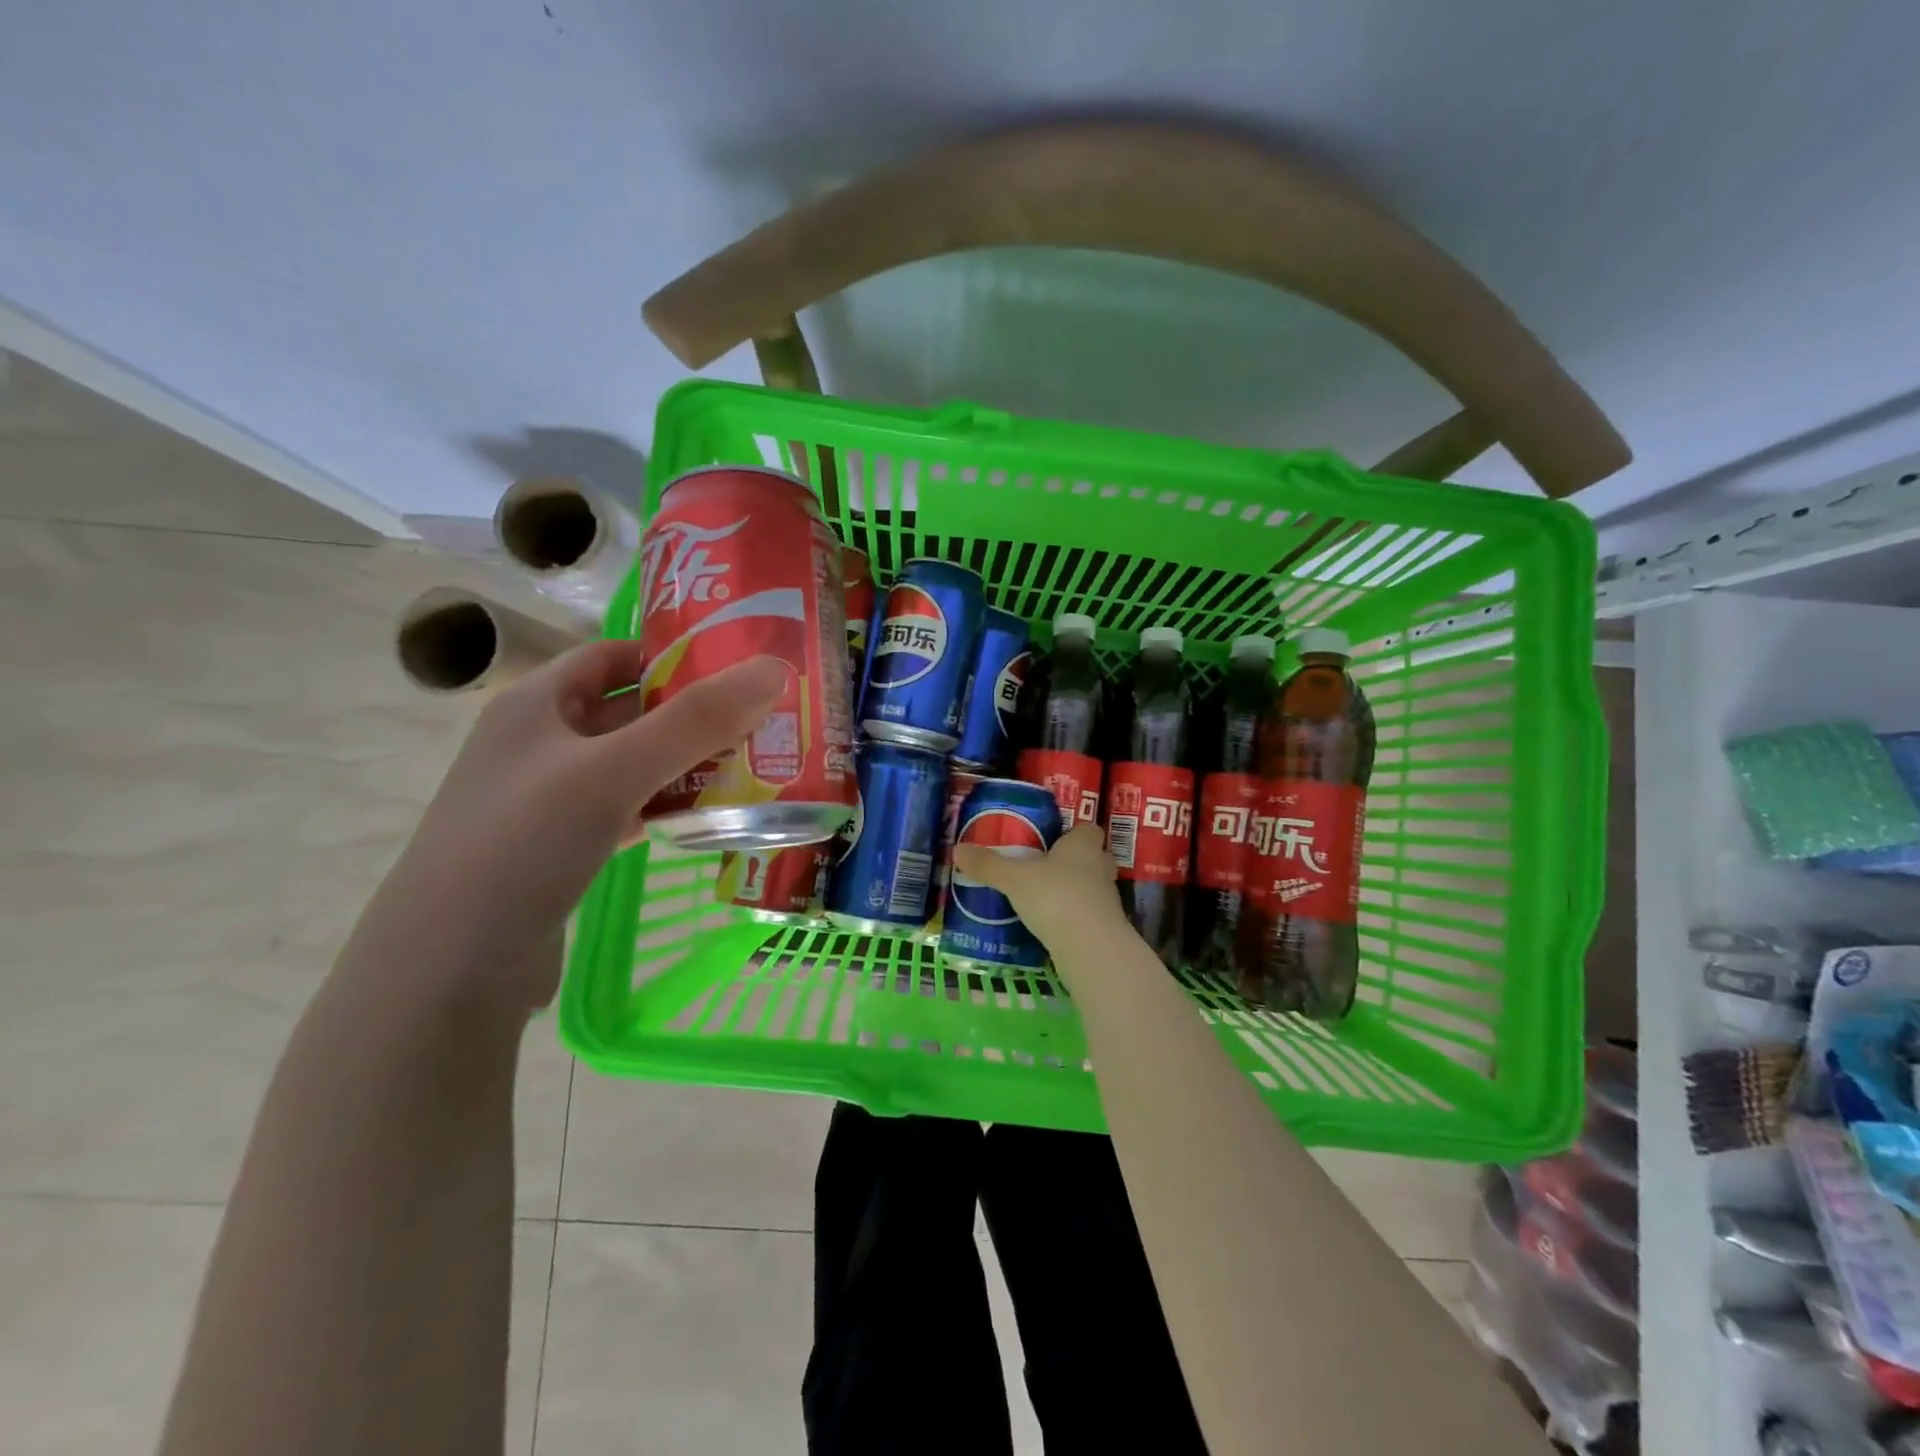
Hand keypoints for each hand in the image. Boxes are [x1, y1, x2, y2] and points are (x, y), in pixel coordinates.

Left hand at [359, 640, 787, 1012]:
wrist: (447, 969)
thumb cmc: (524, 844)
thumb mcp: (614, 771)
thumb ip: (695, 721)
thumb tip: (774, 669)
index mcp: (535, 704)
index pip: (612, 656)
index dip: (671, 654)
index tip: (736, 665)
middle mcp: (536, 743)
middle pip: (626, 711)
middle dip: (689, 713)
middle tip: (760, 718)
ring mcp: (543, 799)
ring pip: (627, 765)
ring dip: (681, 763)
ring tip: (748, 765)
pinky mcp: (556, 849)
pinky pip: (621, 810)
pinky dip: (660, 808)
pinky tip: (701, 819)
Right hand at [950, 822, 1124, 966]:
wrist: (1090, 948)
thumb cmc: (1055, 897)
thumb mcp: (1014, 879)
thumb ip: (988, 865)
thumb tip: (958, 849)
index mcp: (1083, 845)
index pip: (1087, 829)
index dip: (1072, 832)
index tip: (1051, 839)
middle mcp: (1099, 867)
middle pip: (1091, 857)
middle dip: (1071, 861)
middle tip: (1042, 867)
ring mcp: (1106, 899)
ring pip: (1090, 887)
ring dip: (1072, 890)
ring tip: (1041, 896)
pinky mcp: (1103, 928)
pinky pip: (1086, 914)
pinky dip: (1071, 917)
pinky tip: (1048, 924)